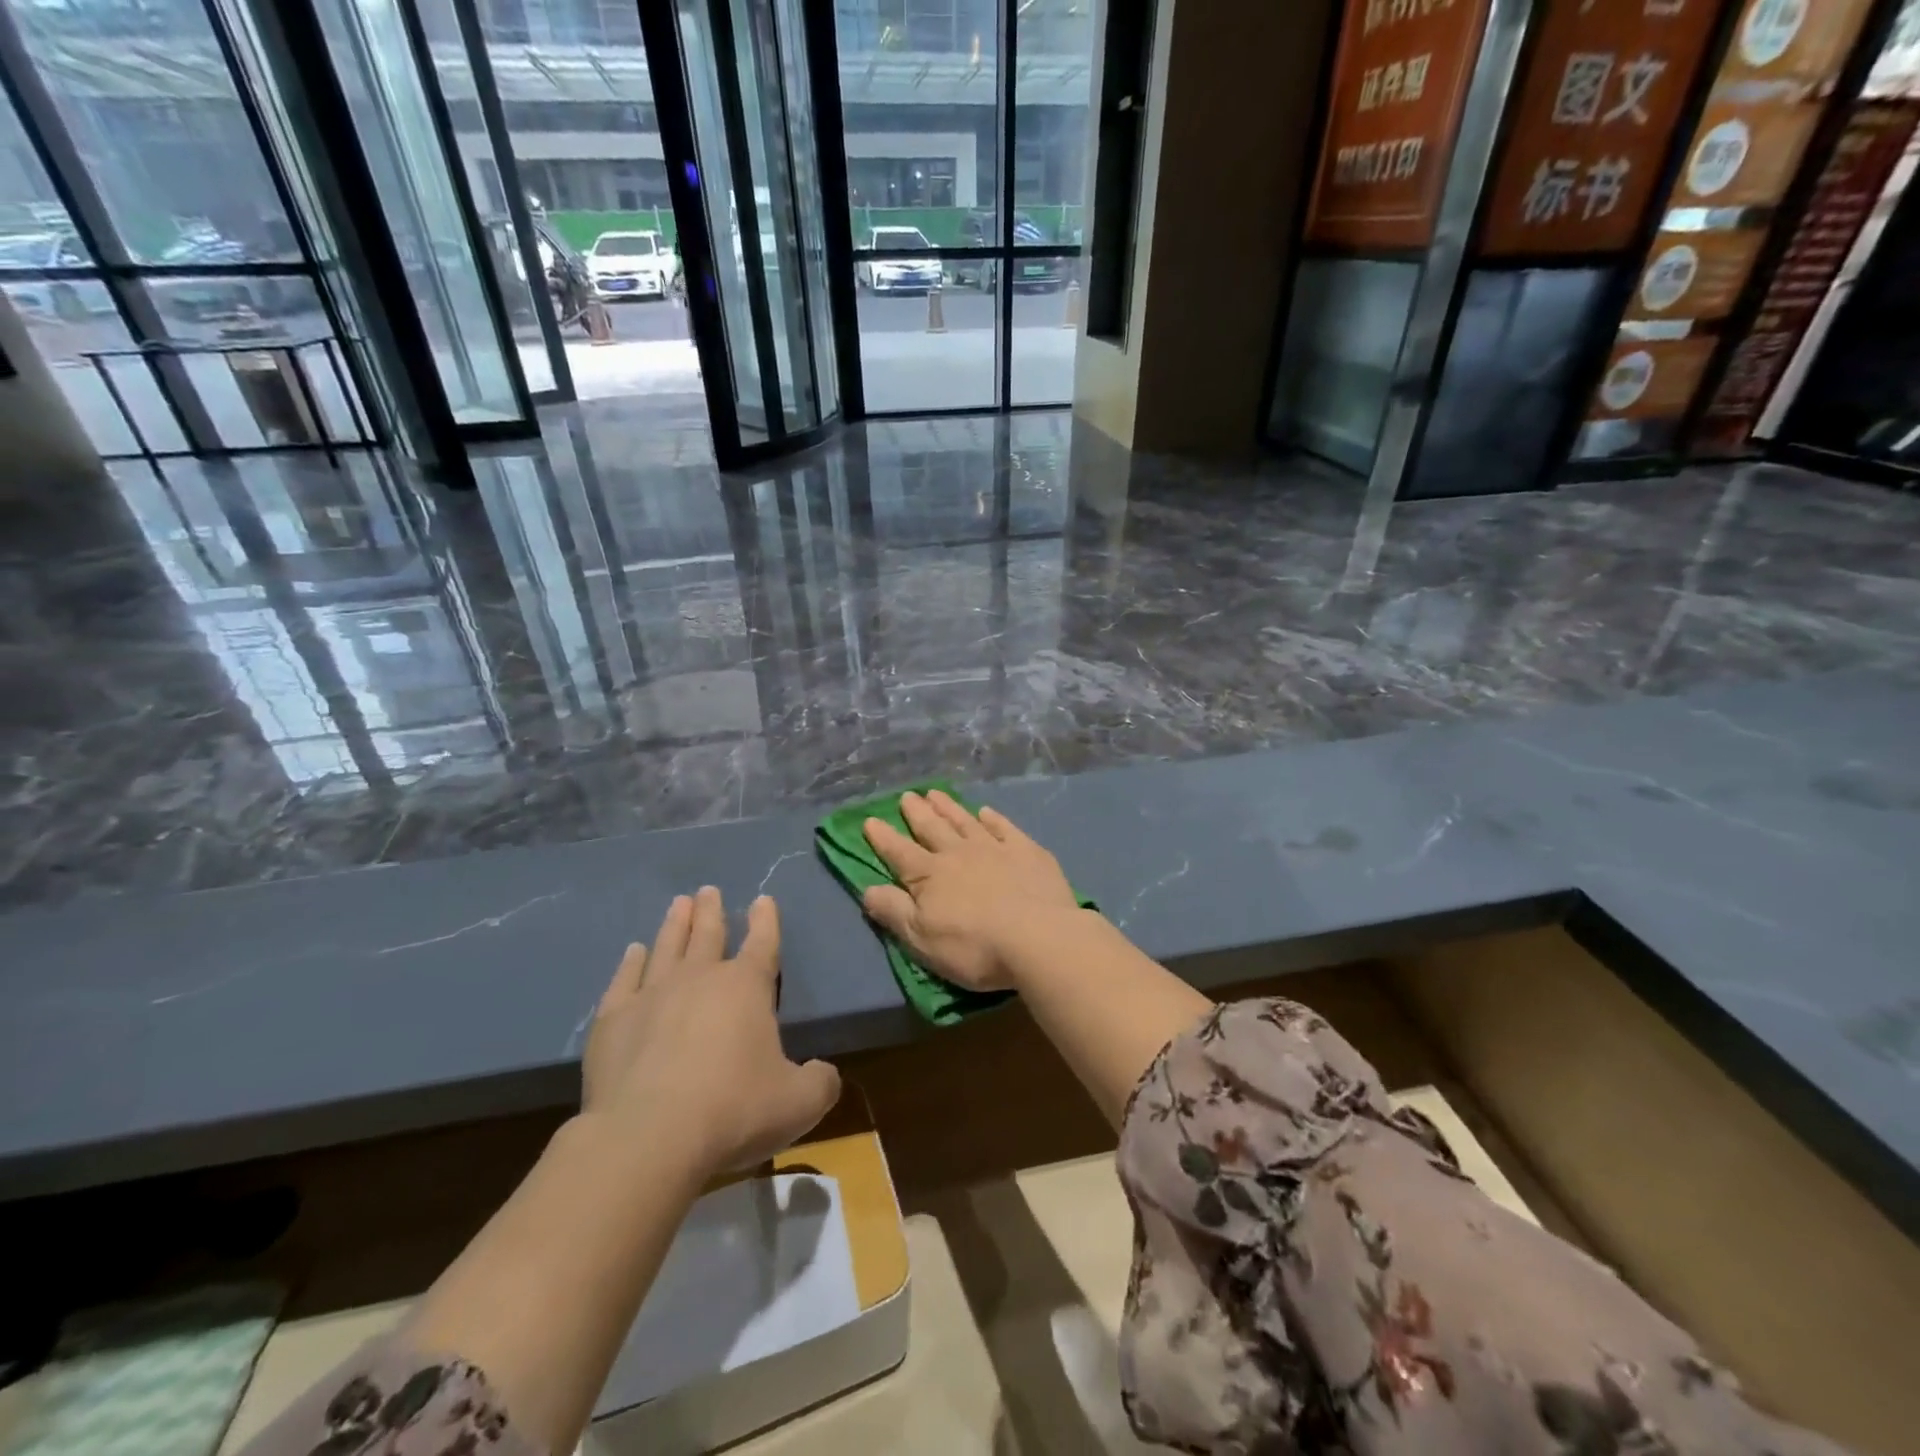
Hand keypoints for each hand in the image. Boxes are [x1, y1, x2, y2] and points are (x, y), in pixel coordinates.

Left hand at [583, 888, 839, 1179]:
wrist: (649, 1137)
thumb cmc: (734, 1110)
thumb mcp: (799, 1103)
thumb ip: (820, 1082)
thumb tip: (825, 1074)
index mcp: (747, 987)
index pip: (763, 943)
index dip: (766, 920)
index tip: (763, 899)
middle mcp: (700, 978)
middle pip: (709, 934)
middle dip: (712, 911)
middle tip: (708, 890)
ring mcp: (652, 994)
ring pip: (668, 946)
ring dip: (676, 924)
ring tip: (680, 903)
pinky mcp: (613, 1020)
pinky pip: (625, 979)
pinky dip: (631, 962)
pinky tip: (634, 951)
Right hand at [861, 790, 1081, 990]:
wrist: (1039, 938)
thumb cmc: (974, 947)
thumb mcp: (922, 939)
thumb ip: (894, 912)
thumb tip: (868, 890)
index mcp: (930, 875)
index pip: (899, 853)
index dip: (883, 838)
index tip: (870, 820)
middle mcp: (959, 853)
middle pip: (932, 828)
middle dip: (917, 812)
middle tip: (907, 796)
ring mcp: (995, 849)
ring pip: (965, 821)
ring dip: (949, 808)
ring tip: (936, 794)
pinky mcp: (1027, 852)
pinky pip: (1004, 828)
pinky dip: (993, 818)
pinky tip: (986, 812)